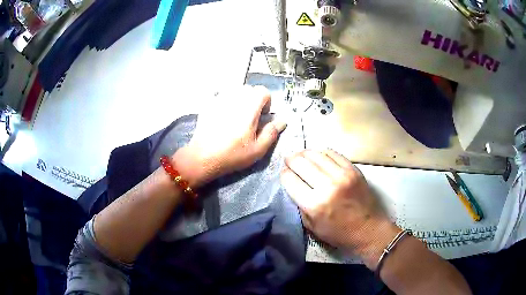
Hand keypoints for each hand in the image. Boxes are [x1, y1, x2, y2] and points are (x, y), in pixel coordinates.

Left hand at [174, 86, 286, 187]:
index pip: (263, 91)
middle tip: (249, 117)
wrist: (203, 157)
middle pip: (249, 89)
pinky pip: (221, 96)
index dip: (266, 102)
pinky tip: (222, 116)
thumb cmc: (232, 154)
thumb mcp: (257, 149)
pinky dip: (226, 102)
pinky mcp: (208, 104)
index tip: (262, 116)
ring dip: (239, 100)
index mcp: (249, 107)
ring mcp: (219, 99)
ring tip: (235, 116)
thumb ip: (272, 132)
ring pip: (235, 90)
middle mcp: (235, 98)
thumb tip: (282, 121)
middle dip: (253, 100)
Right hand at [280, 150, 399, 268]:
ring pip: (316, 154)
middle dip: (291, 160)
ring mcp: (342, 175)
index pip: (290, 180)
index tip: (284, 173)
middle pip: (301, 163)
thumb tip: (293, 185)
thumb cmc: (339, 233)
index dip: (284, 174)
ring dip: (304, 153)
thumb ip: (300, 205)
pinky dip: (322, 152)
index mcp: (314, 204)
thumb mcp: (312, 226)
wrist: (368, 229)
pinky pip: (333, 153)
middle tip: (288, 160)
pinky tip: (318, 155)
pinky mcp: (353, 169)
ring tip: (301, 155)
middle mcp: (327, 186)